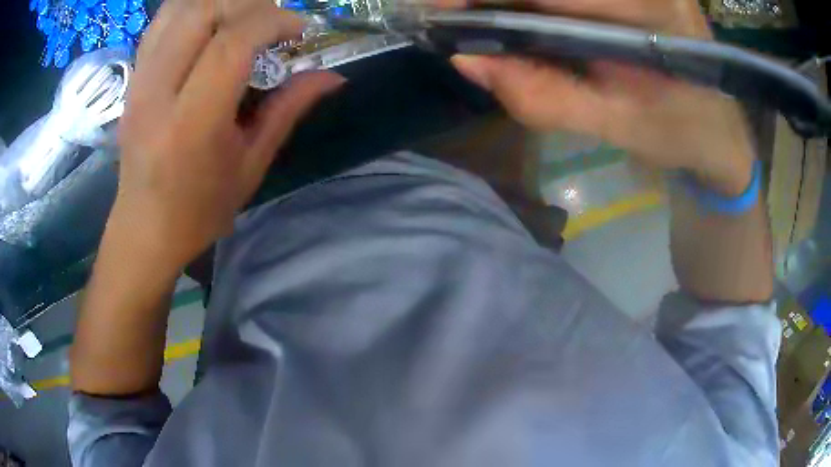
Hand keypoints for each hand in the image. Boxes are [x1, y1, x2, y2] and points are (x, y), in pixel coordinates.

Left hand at [114, 0, 343, 267]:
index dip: (273, 22)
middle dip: (248, 4)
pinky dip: (191, 9)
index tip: (298, 31)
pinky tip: (209, 22)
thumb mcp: (251, 165)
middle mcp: (157, 94)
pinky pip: (160, 23)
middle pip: (203, 12)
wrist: (144, 229)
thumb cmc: (199, 209)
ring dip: (219, 3)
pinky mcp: (132, 80)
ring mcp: (139, 83)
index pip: (232, 43)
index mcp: (191, 124)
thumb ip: (288, 109)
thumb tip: (332, 76)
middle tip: (271, 22)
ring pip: (179, 9)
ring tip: (242, 19)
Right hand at [448, 0, 754, 194]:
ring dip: (516, 0)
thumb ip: (544, 97)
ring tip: (481, 15)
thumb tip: (468, 60)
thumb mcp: (615, 126)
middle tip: (454, 10)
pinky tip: (522, 15)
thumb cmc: (679, 133)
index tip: (445, 9)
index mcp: (656, 18)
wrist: (719, 127)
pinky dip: (540, 3)